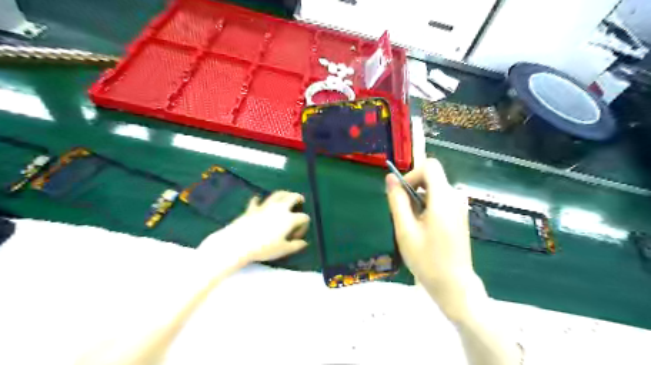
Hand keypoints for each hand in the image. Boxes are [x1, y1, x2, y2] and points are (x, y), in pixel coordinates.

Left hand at [198, 191, 309, 265]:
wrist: (239, 243)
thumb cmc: (264, 248)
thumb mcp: (283, 250)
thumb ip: (296, 246)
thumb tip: (304, 243)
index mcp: (289, 219)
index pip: (303, 217)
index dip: (304, 225)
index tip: (297, 236)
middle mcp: (280, 209)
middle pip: (293, 198)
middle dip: (298, 198)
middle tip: (301, 200)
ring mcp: (265, 207)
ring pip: (277, 194)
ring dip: (284, 193)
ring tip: (286, 195)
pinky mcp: (252, 208)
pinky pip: (256, 201)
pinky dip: (258, 200)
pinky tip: (258, 199)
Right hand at [382, 156, 484, 321]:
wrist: (454, 285)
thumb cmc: (427, 260)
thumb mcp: (405, 230)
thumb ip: (397, 201)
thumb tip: (390, 178)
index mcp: (443, 198)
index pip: (430, 166)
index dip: (412, 173)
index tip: (401, 194)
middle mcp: (455, 197)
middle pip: (431, 177)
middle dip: (413, 189)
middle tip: (403, 214)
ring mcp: (460, 206)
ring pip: (433, 189)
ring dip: (418, 200)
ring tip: (412, 225)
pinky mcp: (459, 215)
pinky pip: (440, 199)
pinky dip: (427, 206)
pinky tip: (423, 228)